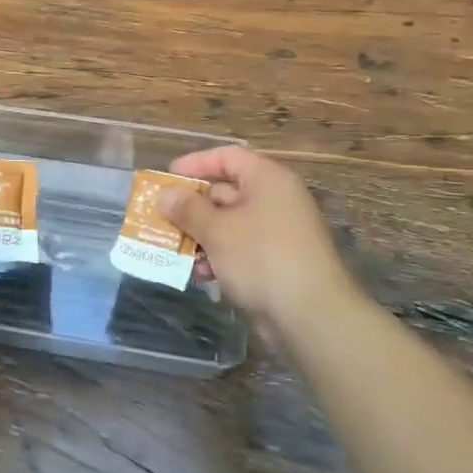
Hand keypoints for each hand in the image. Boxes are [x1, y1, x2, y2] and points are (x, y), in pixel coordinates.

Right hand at [161, 147, 355, 330]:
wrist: (311, 315)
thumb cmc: (261, 258)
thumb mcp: (217, 230)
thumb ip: (188, 209)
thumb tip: (165, 195)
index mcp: (267, 180)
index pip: (227, 157)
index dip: (195, 163)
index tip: (167, 178)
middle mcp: (275, 200)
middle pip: (226, 191)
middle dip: (192, 206)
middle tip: (161, 217)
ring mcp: (278, 233)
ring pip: (230, 224)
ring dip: (200, 235)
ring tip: (173, 249)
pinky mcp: (276, 262)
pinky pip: (240, 249)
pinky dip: (218, 257)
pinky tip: (200, 275)